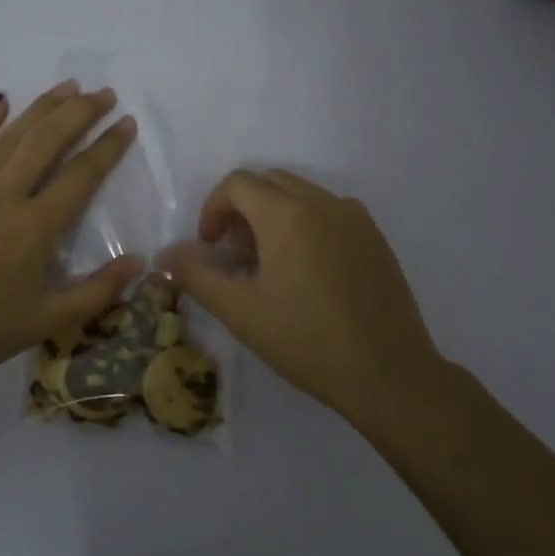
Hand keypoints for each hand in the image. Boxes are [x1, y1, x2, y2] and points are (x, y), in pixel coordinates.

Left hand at [0, 82, 144, 386]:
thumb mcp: (48, 321)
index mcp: (35, 228)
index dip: (108, 147)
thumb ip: (98, 291)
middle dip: (80, 113)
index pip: (81, 175)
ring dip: (41, 108)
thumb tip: (140, 261)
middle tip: (104, 93)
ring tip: (66, 87)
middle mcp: (4, 197)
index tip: (126, 123)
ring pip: (10, 137)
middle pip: (47, 141)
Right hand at [159, 170, 447, 429]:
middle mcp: (324, 203)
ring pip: (300, 194)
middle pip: (268, 182)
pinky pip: (329, 212)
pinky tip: (306, 273)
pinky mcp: (375, 237)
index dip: (212, 210)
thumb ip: (197, 275)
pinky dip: (305, 225)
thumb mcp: (241, 312)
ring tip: (269, 266)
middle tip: (235, 257)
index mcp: (287, 215)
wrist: (388, 373)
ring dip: (273, 216)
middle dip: (241, 210)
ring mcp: (355, 217)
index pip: (237, 183)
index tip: (210, 249)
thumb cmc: (307, 341)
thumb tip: (166, 253)